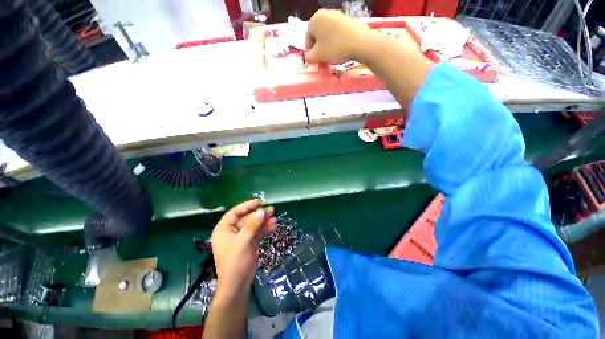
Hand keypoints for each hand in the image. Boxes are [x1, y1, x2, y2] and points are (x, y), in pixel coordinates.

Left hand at [210, 200, 276, 296]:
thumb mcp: (243, 242)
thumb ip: (252, 225)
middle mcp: (232, 231)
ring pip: (253, 225)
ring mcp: (241, 237)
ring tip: (274, 217)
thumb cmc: (235, 262)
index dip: (247, 206)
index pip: (235, 212)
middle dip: (259, 214)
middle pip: (247, 218)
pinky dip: (264, 229)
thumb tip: (261, 211)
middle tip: (271, 210)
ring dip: (263, 221)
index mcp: (224, 229)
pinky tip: (273, 225)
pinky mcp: (249, 242)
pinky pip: (257, 232)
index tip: (259, 203)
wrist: (238, 284)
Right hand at [305, 9, 371, 63]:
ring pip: (327, 34)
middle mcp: (325, 13)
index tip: (314, 61)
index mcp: (314, 19)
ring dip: (327, 45)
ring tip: (331, 56)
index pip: (308, 38)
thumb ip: (309, 57)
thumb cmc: (334, 48)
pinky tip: (339, 49)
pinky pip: (337, 32)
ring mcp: (337, 14)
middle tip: (322, 59)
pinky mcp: (347, 19)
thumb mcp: (318, 56)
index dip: (310, 52)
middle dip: (319, 48)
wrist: (359, 42)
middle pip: (318, 35)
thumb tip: (308, 57)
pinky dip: (336, 41)